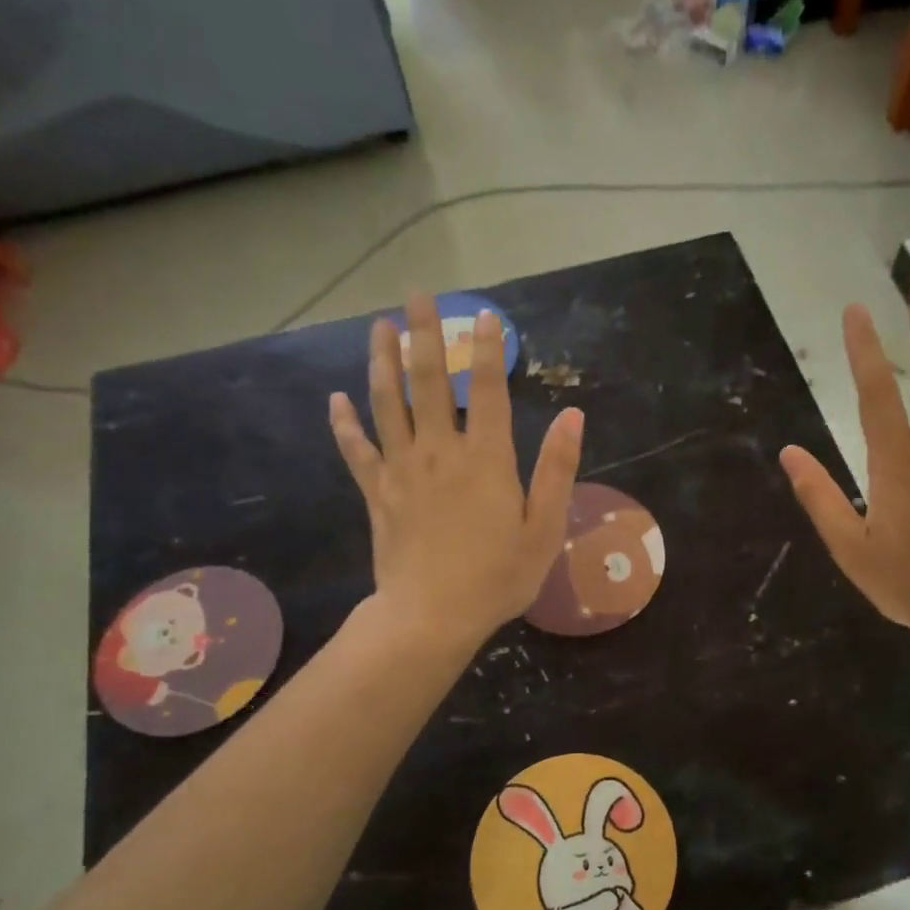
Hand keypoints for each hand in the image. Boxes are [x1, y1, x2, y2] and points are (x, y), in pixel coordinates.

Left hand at [329, 292, 582, 645]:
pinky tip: (336, 399)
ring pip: (387, 402)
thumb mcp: (544, 528)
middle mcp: (440, 450)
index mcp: (486, 458)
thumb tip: (573, 416)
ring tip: (379, 325)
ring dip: (383, 360)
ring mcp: (402, 469)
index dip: (488, 349)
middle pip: (429, 381)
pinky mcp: (376, 492)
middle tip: (417, 294)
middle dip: (425, 333)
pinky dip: (344, 423)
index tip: (484, 314)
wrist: (432, 615)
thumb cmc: (498, 576)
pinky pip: (356, 449)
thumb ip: (557, 469)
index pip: (489, 389)